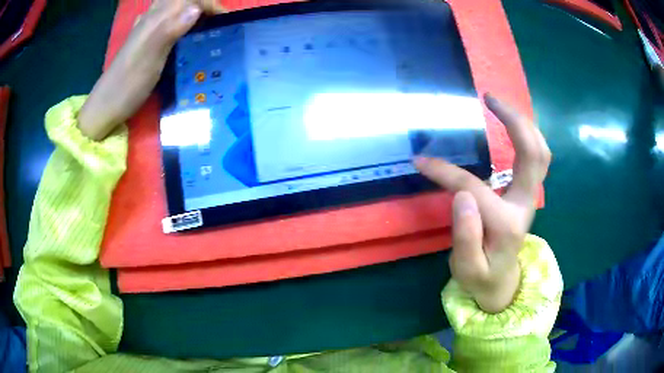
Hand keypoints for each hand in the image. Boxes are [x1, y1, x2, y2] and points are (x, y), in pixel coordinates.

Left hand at [78, 0, 225, 140]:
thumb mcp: (150, 59)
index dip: (210, 4)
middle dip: (203, 5)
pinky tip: (182, 33)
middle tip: (215, 22)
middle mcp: (152, 17)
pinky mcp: (143, 39)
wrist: (105, 105)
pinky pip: (165, 19)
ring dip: (191, 11)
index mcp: (156, 19)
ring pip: (173, 7)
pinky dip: (179, 20)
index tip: (223, 21)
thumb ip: (171, 30)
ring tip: (203, 26)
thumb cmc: (128, 85)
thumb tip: (196, 9)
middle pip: (182, 0)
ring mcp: (146, 28)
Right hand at [415, 94, 550, 313]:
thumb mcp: (466, 269)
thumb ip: (465, 237)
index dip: (446, 173)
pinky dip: (528, 136)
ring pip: (541, 153)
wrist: (501, 282)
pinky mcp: (527, 193)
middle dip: (514, 121)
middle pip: (532, 154)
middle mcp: (525, 204)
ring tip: (500, 105)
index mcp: (507, 224)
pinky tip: (512, 125)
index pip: (474, 188)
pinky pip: (537, 158)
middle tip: (490, 98)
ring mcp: (530, 197)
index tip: (421, 162)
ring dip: (524, 124)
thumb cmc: (480, 277)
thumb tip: (461, 196)